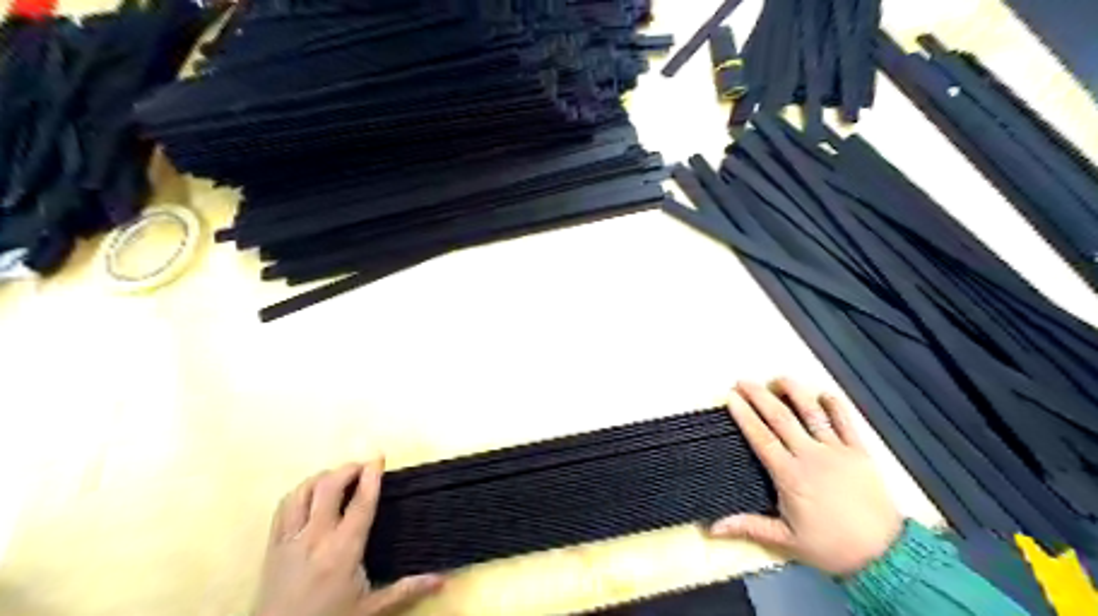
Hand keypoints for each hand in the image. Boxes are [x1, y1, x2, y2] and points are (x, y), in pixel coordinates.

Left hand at [256, 459, 442, 615]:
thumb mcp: (370, 609)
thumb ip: (406, 590)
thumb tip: (443, 580)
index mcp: (343, 551)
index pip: (360, 503)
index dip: (371, 477)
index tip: (379, 457)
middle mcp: (315, 538)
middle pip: (328, 488)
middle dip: (347, 469)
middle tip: (364, 465)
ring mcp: (290, 539)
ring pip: (303, 492)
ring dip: (322, 477)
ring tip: (339, 476)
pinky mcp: (273, 545)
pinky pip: (284, 506)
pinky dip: (300, 491)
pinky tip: (311, 493)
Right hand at [712, 378, 900, 573]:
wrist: (884, 556)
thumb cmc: (830, 547)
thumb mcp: (786, 540)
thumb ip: (749, 527)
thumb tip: (711, 528)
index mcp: (790, 475)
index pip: (761, 438)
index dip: (745, 415)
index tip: (731, 398)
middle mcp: (811, 456)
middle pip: (781, 418)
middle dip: (759, 396)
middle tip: (743, 381)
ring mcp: (837, 451)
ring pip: (812, 413)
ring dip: (794, 392)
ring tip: (778, 378)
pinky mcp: (859, 452)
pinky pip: (846, 422)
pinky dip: (835, 405)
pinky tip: (823, 392)